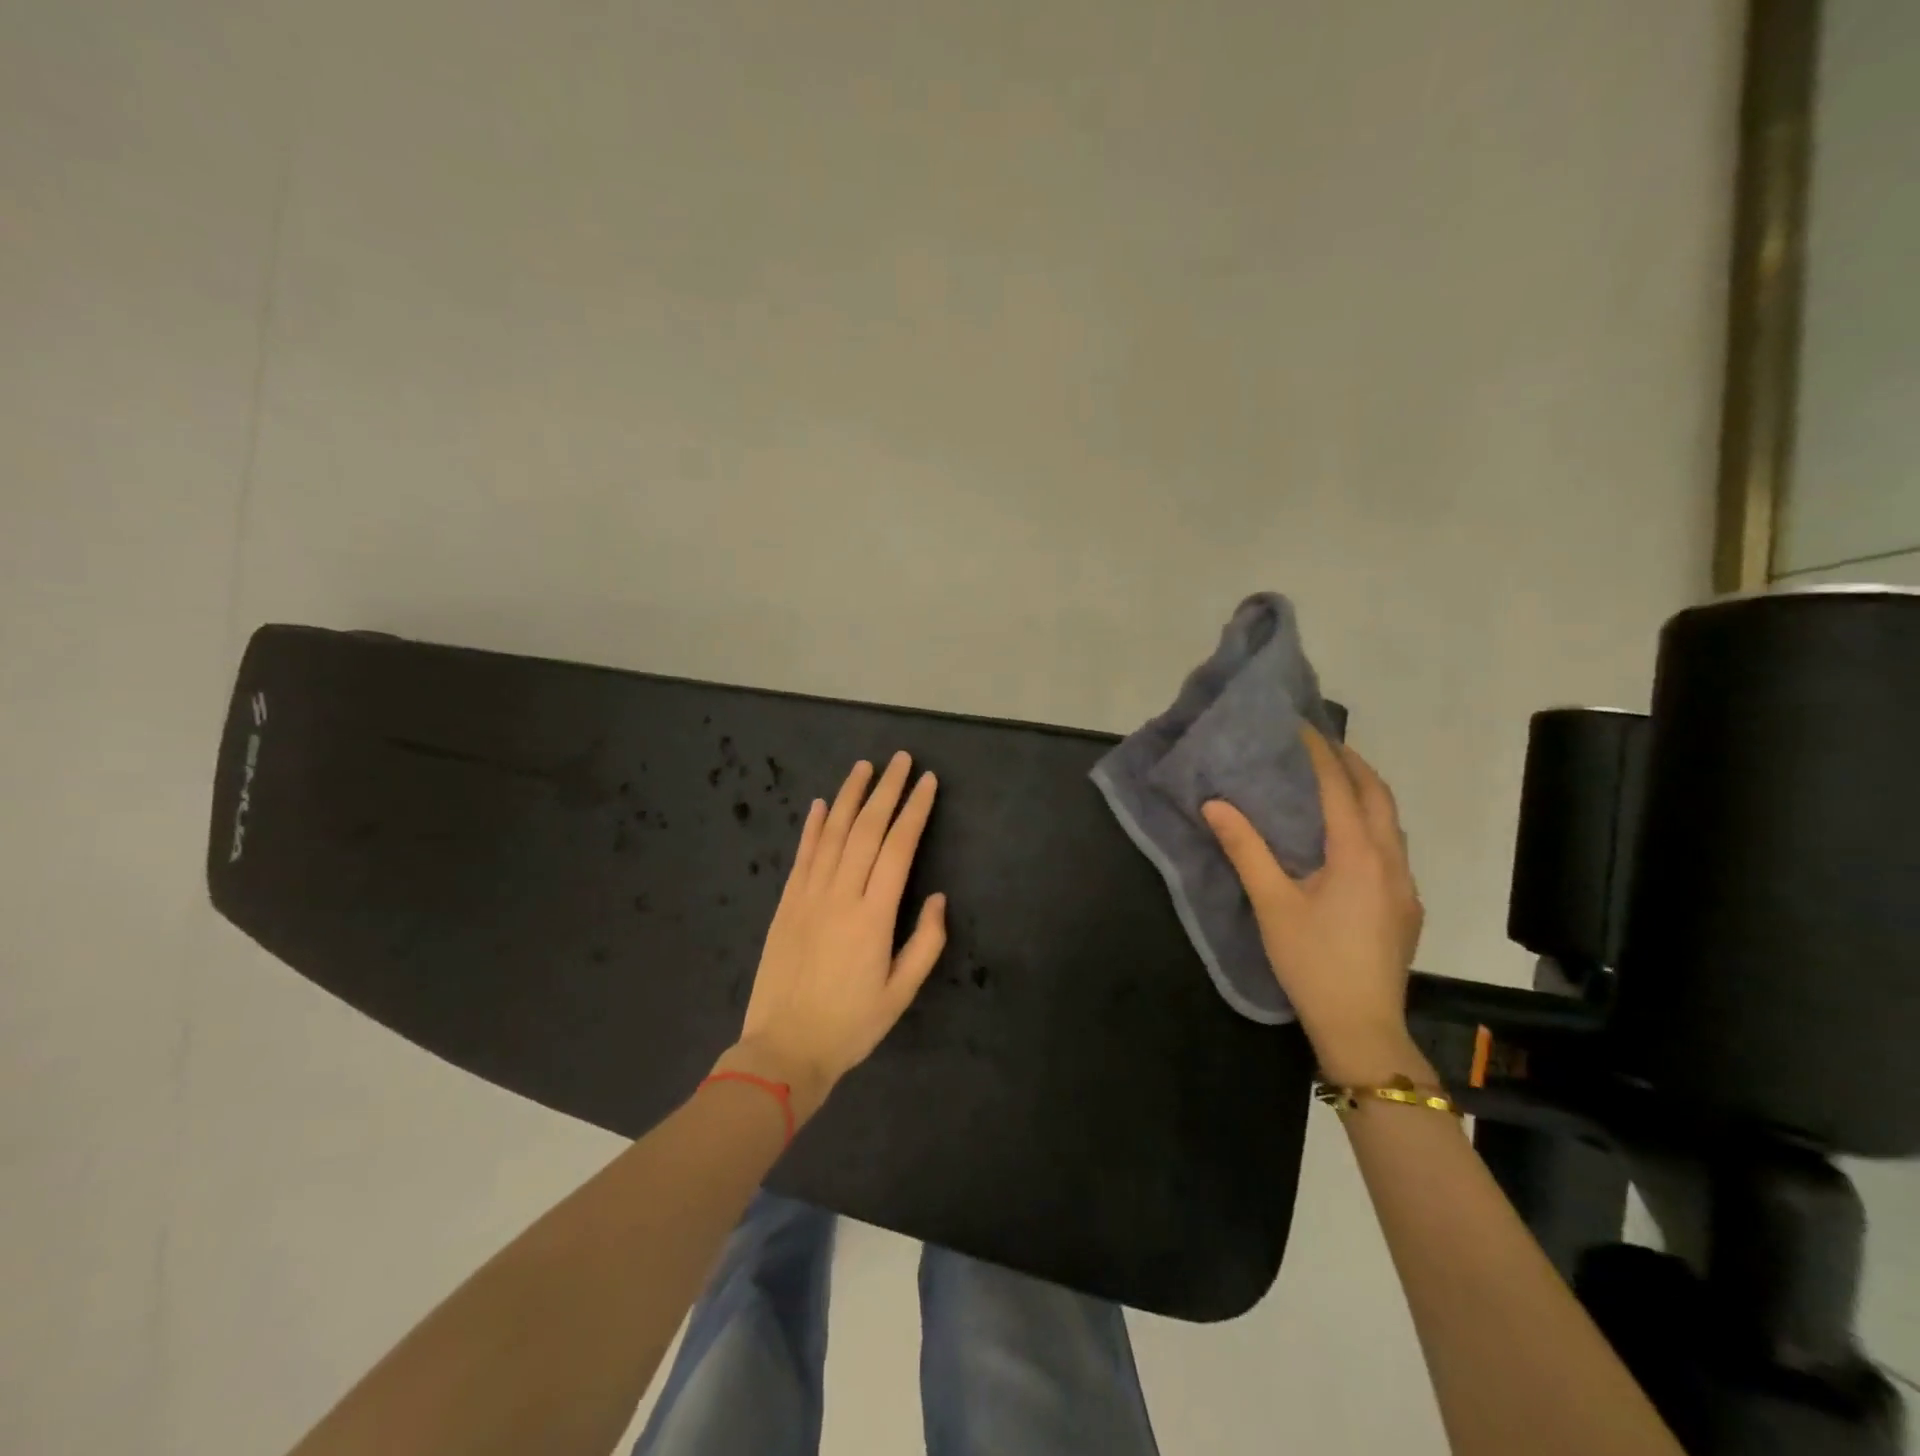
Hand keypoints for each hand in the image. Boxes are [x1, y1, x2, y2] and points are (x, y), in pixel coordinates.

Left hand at [721, 752, 946, 1119]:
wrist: (783, 1049)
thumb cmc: (851, 1025)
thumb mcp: (902, 993)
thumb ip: (925, 943)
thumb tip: (936, 897)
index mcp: (874, 916)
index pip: (899, 847)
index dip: (914, 810)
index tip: (927, 782)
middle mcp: (841, 895)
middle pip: (867, 829)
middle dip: (886, 790)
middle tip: (900, 760)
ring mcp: (808, 896)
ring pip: (833, 833)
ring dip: (850, 796)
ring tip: (864, 766)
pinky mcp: (785, 904)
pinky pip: (802, 855)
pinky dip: (814, 826)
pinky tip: (823, 804)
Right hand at [1202, 727, 1424, 1081]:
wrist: (1362, 1028)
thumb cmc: (1312, 962)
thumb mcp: (1272, 904)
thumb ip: (1245, 850)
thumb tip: (1215, 804)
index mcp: (1358, 855)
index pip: (1340, 788)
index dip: (1320, 754)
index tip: (1299, 727)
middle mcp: (1391, 862)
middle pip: (1379, 797)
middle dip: (1353, 764)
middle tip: (1320, 744)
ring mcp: (1405, 887)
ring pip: (1391, 823)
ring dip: (1367, 793)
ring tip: (1334, 780)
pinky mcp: (1406, 908)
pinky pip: (1392, 849)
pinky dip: (1372, 824)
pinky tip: (1347, 839)